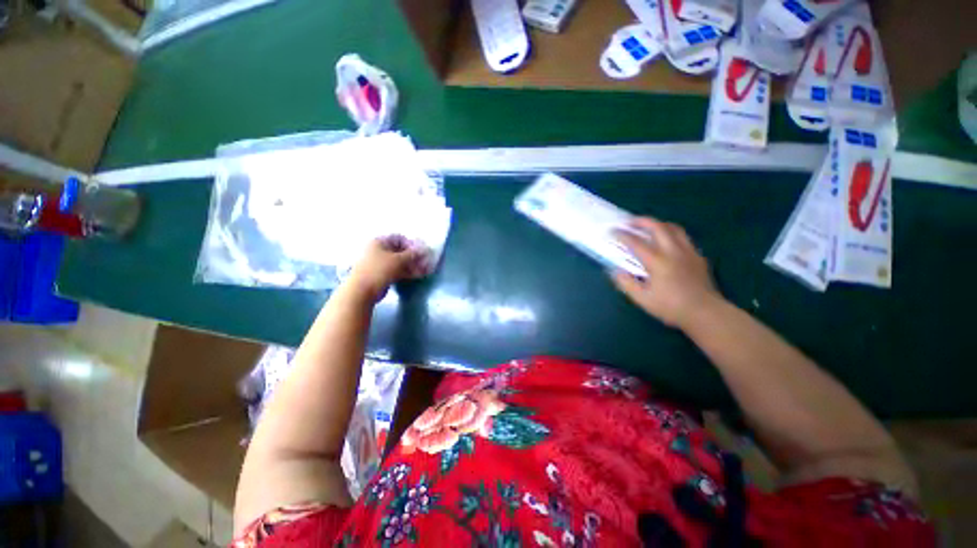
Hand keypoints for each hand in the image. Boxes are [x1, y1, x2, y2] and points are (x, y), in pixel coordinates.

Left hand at [347, 235, 431, 300]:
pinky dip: (407, 272)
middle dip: (414, 257)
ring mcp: (380, 263)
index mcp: (379, 242)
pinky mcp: (382, 274)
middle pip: (401, 251)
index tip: (422, 252)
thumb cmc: (379, 270)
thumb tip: (425, 249)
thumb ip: (413, 254)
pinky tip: (418, 275)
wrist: (362, 291)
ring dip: (413, 265)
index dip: (412, 244)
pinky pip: (397, 270)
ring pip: (400, 262)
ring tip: (425, 271)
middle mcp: (379, 250)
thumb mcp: (398, 260)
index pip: (400, 238)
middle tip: (426, 263)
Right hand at [611, 218, 721, 328]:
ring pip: (673, 228)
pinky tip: (666, 242)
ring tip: (648, 228)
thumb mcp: (642, 299)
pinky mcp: (698, 256)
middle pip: (657, 226)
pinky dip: (671, 233)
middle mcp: (673, 251)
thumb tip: (616, 271)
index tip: (612, 231)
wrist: (705, 313)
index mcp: (657, 261)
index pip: (635, 242)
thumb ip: (626, 283)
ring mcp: (688, 251)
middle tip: (629, 223)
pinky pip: (683, 237)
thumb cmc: (671, 307)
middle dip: (641, 221)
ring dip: (658, 224)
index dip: (622, 235)